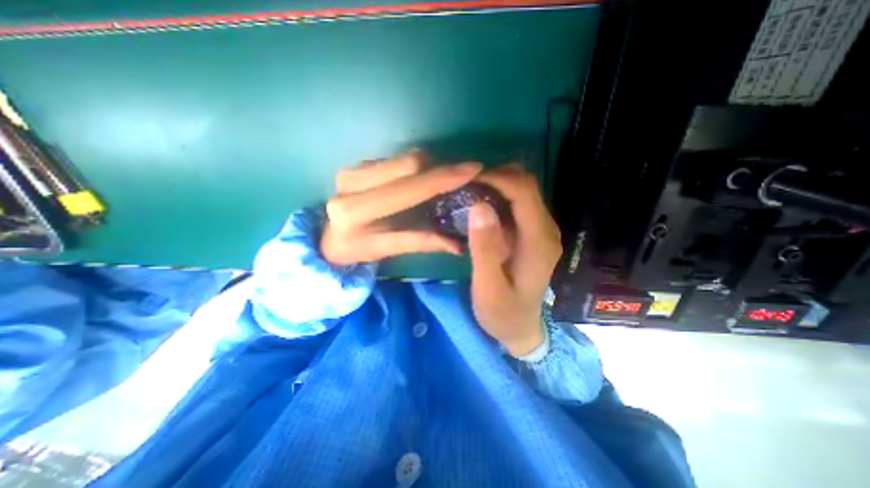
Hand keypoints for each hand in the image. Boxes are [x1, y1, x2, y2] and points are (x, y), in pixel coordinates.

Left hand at [320, 152, 481, 266]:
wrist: (328, 237)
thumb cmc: (358, 248)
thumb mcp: (388, 250)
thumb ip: (421, 243)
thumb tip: (458, 246)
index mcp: (357, 210)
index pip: (408, 187)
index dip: (442, 178)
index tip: (473, 169)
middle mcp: (351, 183)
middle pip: (408, 163)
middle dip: (440, 168)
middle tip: (462, 175)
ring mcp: (352, 169)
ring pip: (403, 157)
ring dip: (429, 166)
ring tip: (441, 181)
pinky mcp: (355, 164)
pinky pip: (395, 159)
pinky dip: (414, 168)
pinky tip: (418, 181)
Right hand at [470, 167, 564, 355]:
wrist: (520, 329)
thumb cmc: (502, 313)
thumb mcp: (488, 287)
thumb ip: (485, 249)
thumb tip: (479, 206)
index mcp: (538, 241)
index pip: (523, 191)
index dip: (495, 178)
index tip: (466, 181)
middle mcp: (546, 229)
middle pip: (526, 185)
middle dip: (495, 177)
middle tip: (464, 186)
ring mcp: (541, 230)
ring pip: (522, 191)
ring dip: (496, 185)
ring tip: (468, 193)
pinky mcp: (532, 234)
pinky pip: (517, 204)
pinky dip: (498, 197)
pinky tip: (479, 206)